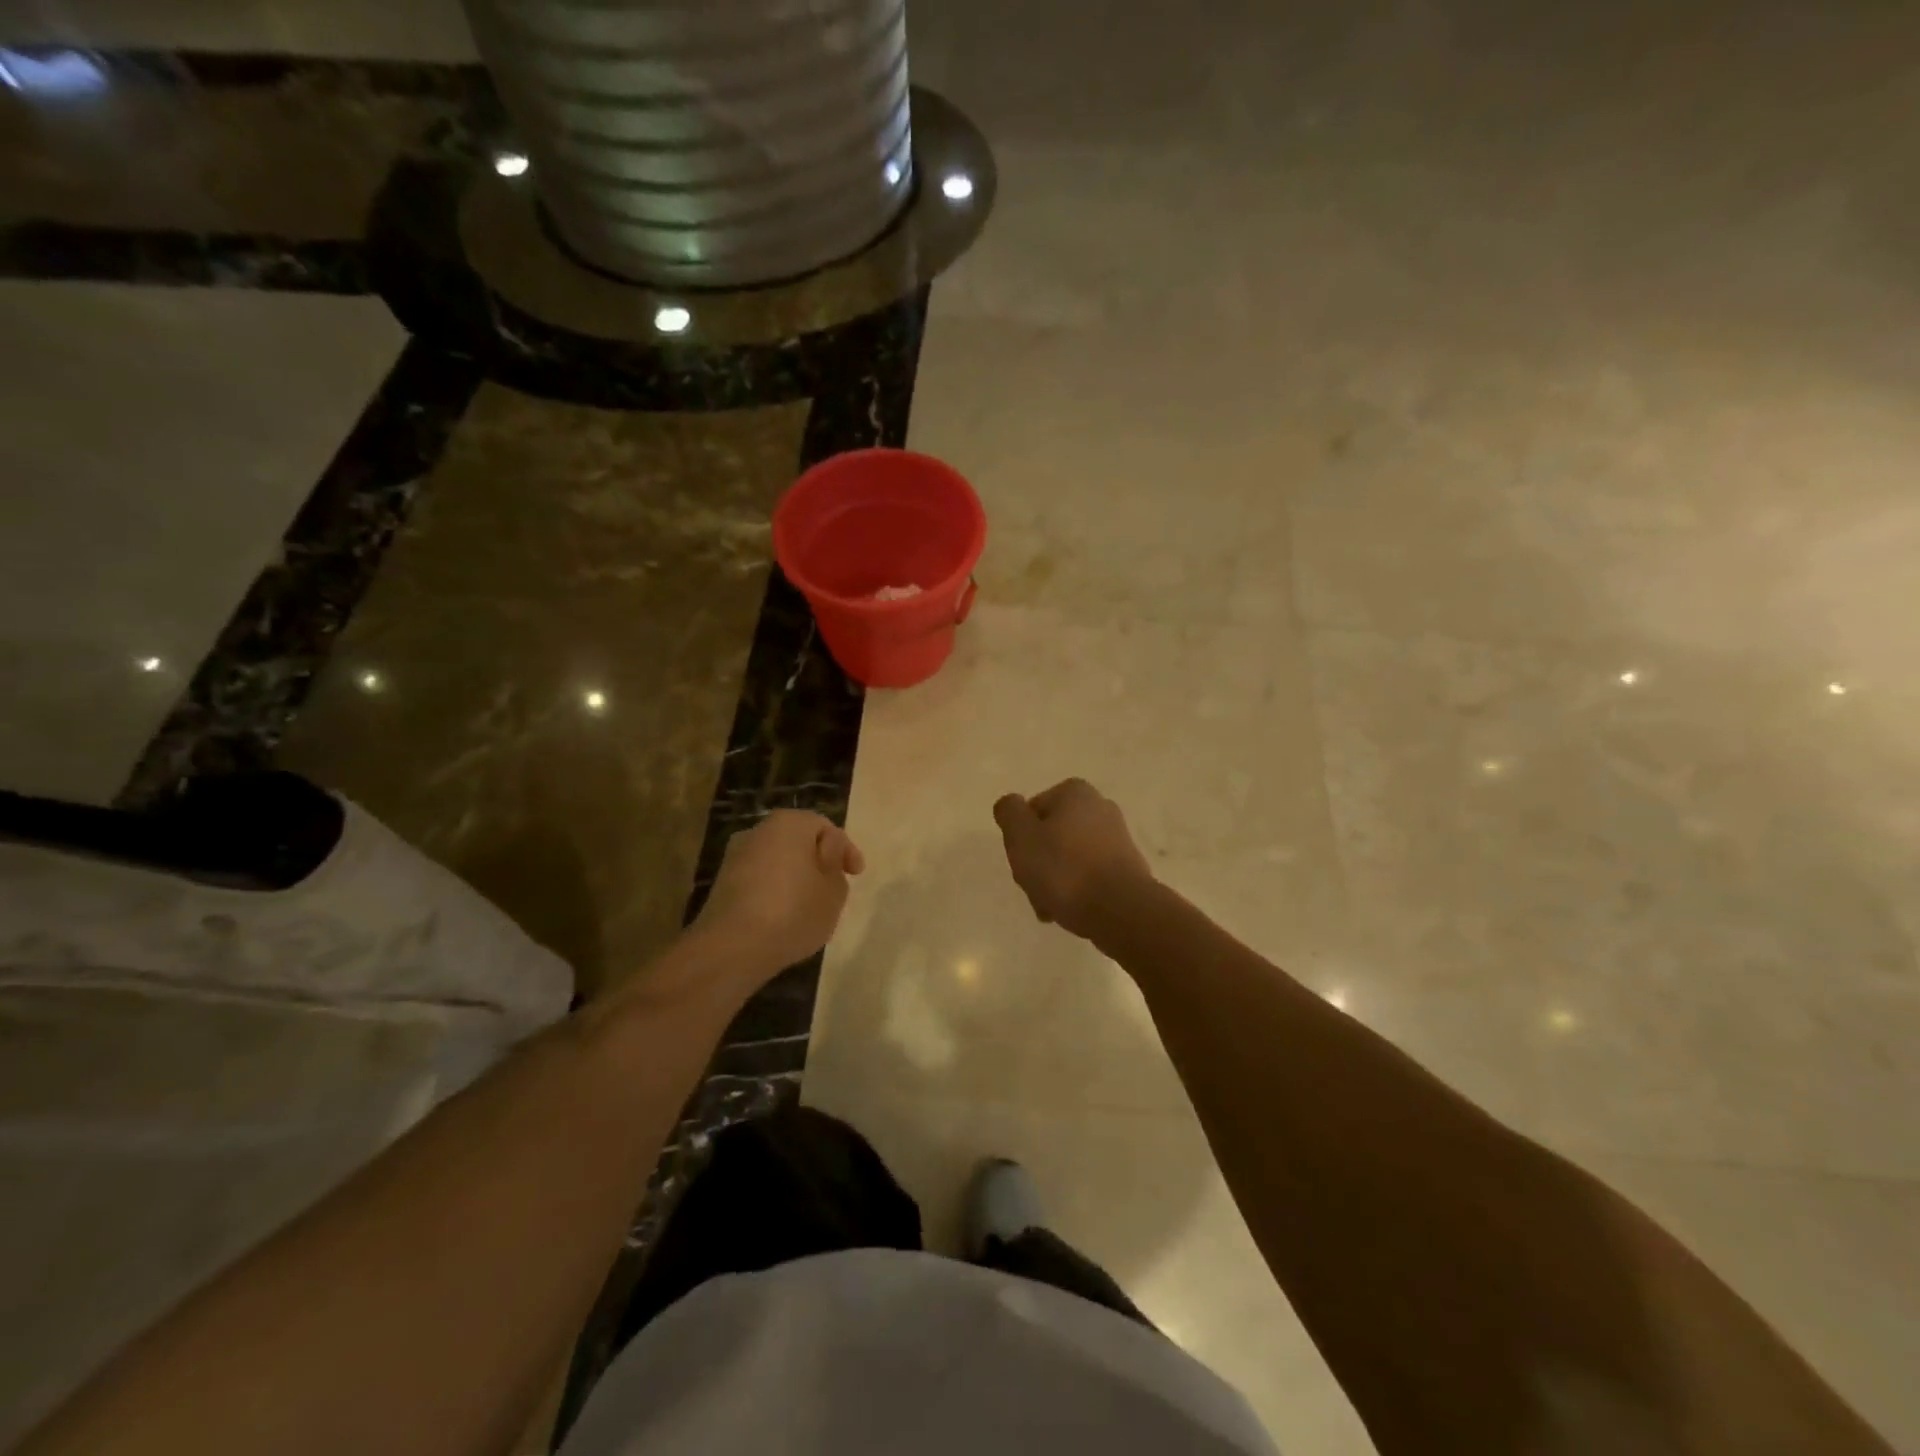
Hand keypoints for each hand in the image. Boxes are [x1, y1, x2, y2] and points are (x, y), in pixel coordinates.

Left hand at [693, 810, 865, 979]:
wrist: (732, 948)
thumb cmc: (793, 911)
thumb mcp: (834, 890)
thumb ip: (836, 865)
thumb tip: (826, 852)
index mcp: (789, 823)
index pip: (825, 827)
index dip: (845, 850)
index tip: (856, 875)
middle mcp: (759, 831)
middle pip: (798, 841)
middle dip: (818, 861)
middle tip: (835, 887)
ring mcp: (736, 856)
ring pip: (778, 861)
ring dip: (796, 877)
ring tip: (811, 905)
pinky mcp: (723, 884)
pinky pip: (760, 880)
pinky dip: (775, 891)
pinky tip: (784, 915)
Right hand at [993, 779, 1152, 939]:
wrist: (1119, 909)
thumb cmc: (1064, 868)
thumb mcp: (1021, 836)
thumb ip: (1009, 813)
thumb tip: (1011, 805)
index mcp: (1075, 792)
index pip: (1032, 812)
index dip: (1021, 839)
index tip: (1022, 863)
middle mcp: (1100, 807)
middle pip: (1051, 836)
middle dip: (1038, 863)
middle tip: (1034, 887)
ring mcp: (1118, 838)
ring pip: (1069, 858)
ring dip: (1055, 881)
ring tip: (1050, 907)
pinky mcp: (1128, 867)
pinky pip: (1090, 875)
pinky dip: (1078, 890)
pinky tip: (1071, 911)